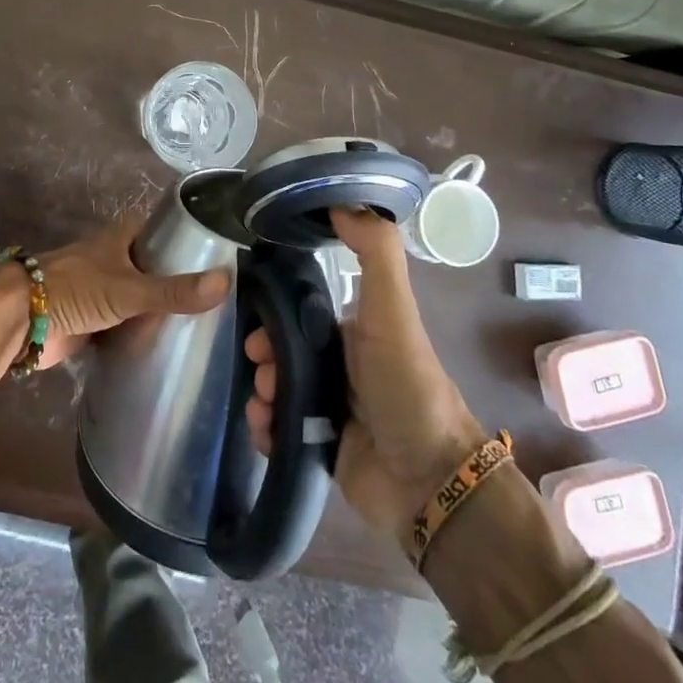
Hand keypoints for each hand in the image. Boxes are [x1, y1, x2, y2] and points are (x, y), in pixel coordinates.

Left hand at [31, 215, 231, 367]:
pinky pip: (125, 324)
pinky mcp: (93, 320)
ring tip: (203, 326)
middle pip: (152, 266)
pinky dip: (141, 333)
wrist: (22, 319)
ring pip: (139, 297)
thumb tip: (226, 282)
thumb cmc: (75, 290)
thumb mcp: (130, 289)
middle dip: (178, 280)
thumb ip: (174, 290)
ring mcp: (102, 290)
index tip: (220, 256)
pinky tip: (169, 347)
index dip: (186, 239)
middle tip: (219, 300)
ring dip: (160, 309)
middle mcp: (113, 259)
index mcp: (120, 237)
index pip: (161, 230)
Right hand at [245, 207, 485, 547]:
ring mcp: (328, 409)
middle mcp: (337, 367)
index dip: (272, 316)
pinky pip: (278, 432)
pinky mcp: (319, 449)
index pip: (297, 314)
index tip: (256, 328)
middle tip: (259, 370)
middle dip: (261, 358)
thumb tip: (342, 201)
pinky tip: (266, 431)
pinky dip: (265, 428)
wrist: (427, 480)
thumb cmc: (406, 385)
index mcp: (350, 332)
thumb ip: (375, 253)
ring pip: (274, 390)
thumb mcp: (393, 311)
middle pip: (280, 352)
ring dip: (260, 394)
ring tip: (264, 406)